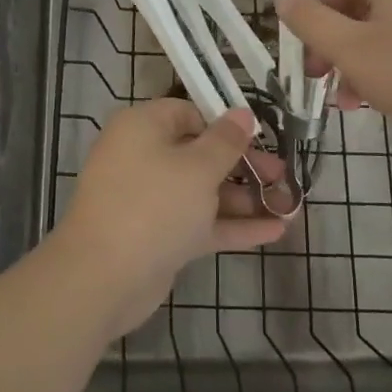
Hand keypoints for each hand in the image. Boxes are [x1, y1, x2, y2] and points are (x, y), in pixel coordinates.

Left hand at [54, 99, 286, 338]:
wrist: (102, 277)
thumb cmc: (153, 205)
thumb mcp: (197, 167)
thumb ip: (225, 142)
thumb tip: (242, 113)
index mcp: (143, 127)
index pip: (188, 113)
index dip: (225, 124)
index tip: (261, 138)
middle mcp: (143, 157)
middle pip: (199, 154)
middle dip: (244, 165)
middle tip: (282, 176)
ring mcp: (150, 200)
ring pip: (202, 192)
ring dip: (244, 198)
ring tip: (290, 205)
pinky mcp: (158, 236)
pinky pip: (199, 222)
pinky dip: (232, 226)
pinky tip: (275, 232)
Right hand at [277, 0, 391, 140]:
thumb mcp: (348, 50)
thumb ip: (309, 22)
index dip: (314, 15)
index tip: (309, 54)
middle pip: (359, 4)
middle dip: (335, 44)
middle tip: (324, 80)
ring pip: (384, 26)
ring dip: (359, 59)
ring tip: (353, 100)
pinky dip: (390, 60)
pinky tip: (386, 95)